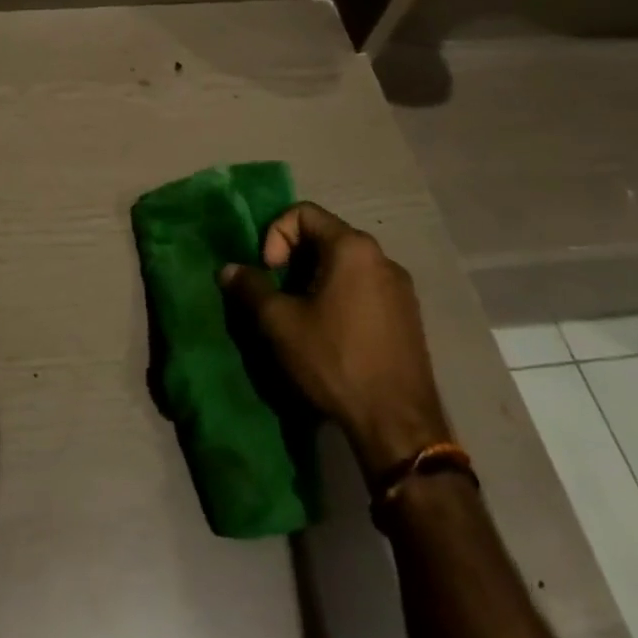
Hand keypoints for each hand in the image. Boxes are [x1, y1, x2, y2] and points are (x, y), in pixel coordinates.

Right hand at [220, 201, 450, 473]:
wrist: (398, 424)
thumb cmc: (335, 361)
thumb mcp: (280, 323)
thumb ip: (251, 288)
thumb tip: (229, 269)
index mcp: (353, 248)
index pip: (303, 213)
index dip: (275, 235)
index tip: (269, 272)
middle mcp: (382, 257)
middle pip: (325, 236)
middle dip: (293, 259)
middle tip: (278, 294)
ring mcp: (400, 288)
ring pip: (345, 264)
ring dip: (315, 279)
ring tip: (301, 316)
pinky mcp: (409, 316)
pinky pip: (365, 287)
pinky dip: (340, 296)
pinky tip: (331, 333)